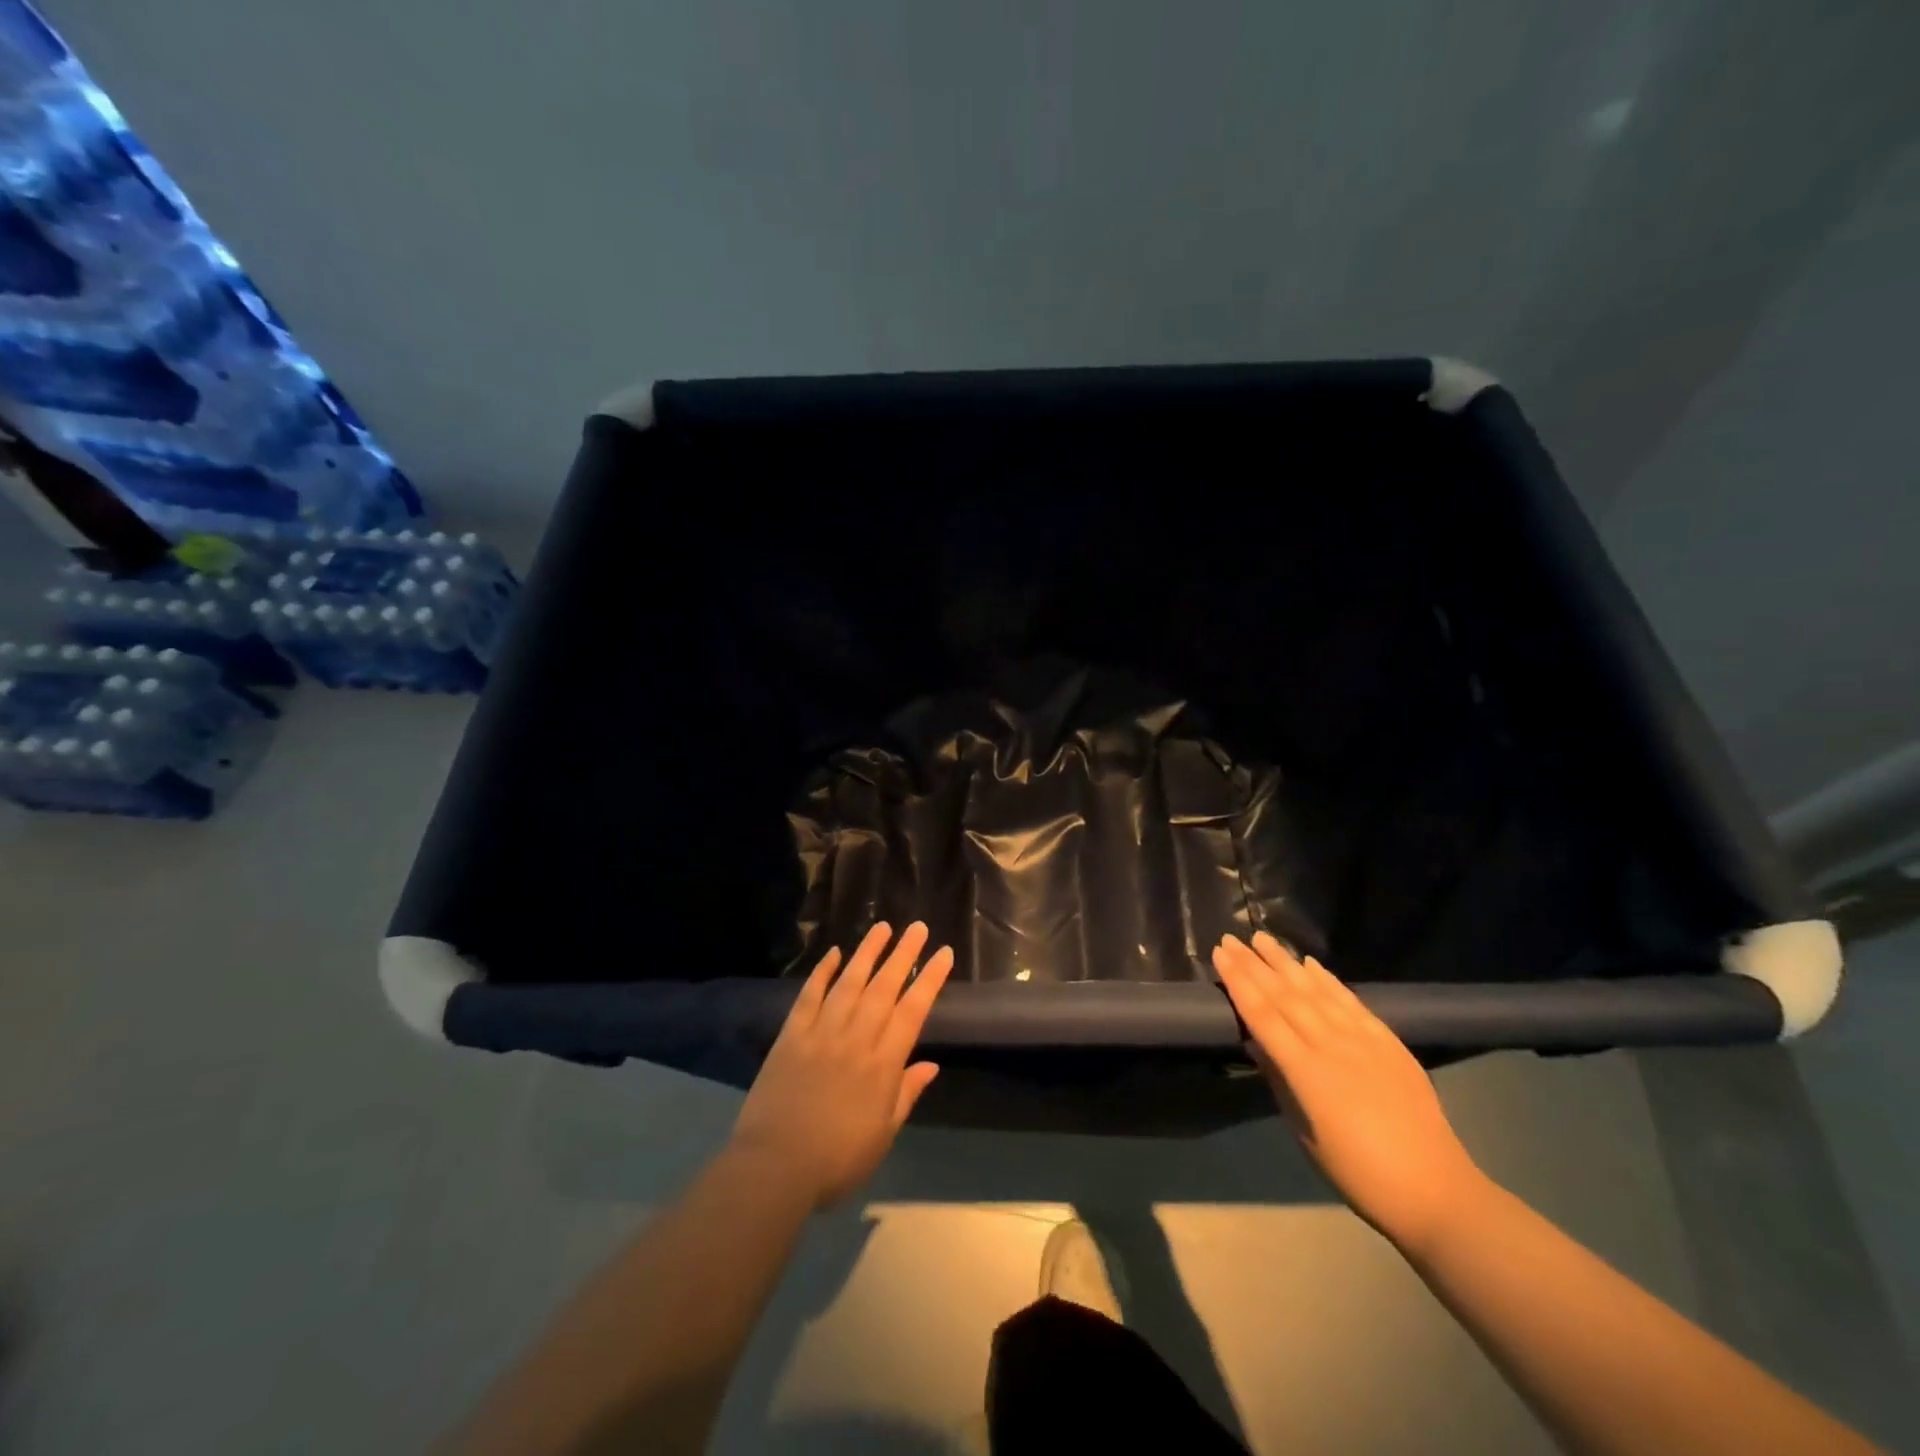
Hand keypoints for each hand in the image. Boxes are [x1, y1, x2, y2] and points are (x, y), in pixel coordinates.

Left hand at [730, 921, 953, 1209]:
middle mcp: (856, 1039)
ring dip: (867, 953)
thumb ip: (905, 1095)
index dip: (930, 980)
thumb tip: (931, 1065)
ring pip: (849, 983)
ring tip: (882, 927)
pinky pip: (809, 996)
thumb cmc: (836, 1160)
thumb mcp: (882, 1135)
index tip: (943, 953)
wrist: (775, 1167)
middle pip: (884, 988)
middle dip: (903, 955)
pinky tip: (833, 953)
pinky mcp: (791, 1036)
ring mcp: (821, 1033)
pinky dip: (822, 973)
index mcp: (882, 1065)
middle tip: (918, 927)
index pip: (912, 1011)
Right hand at [1212, 932, 1485, 1251]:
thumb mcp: (1304, 1134)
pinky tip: (1311, 964)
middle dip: (1255, 964)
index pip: (1262, 1014)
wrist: (1434, 1190)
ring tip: (1263, 938)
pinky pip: (1351, 1002)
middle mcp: (1331, 1045)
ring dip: (1286, 962)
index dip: (1239, 982)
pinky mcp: (1388, 1042)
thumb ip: (1280, 1082)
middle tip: (1231, 938)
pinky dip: (1329, 980)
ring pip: (1316, 991)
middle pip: (1285, 996)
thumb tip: (1255, 1043)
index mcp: (1305, 1071)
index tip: (1220, 954)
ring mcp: (1363, 1040)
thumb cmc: (1357, 1172)